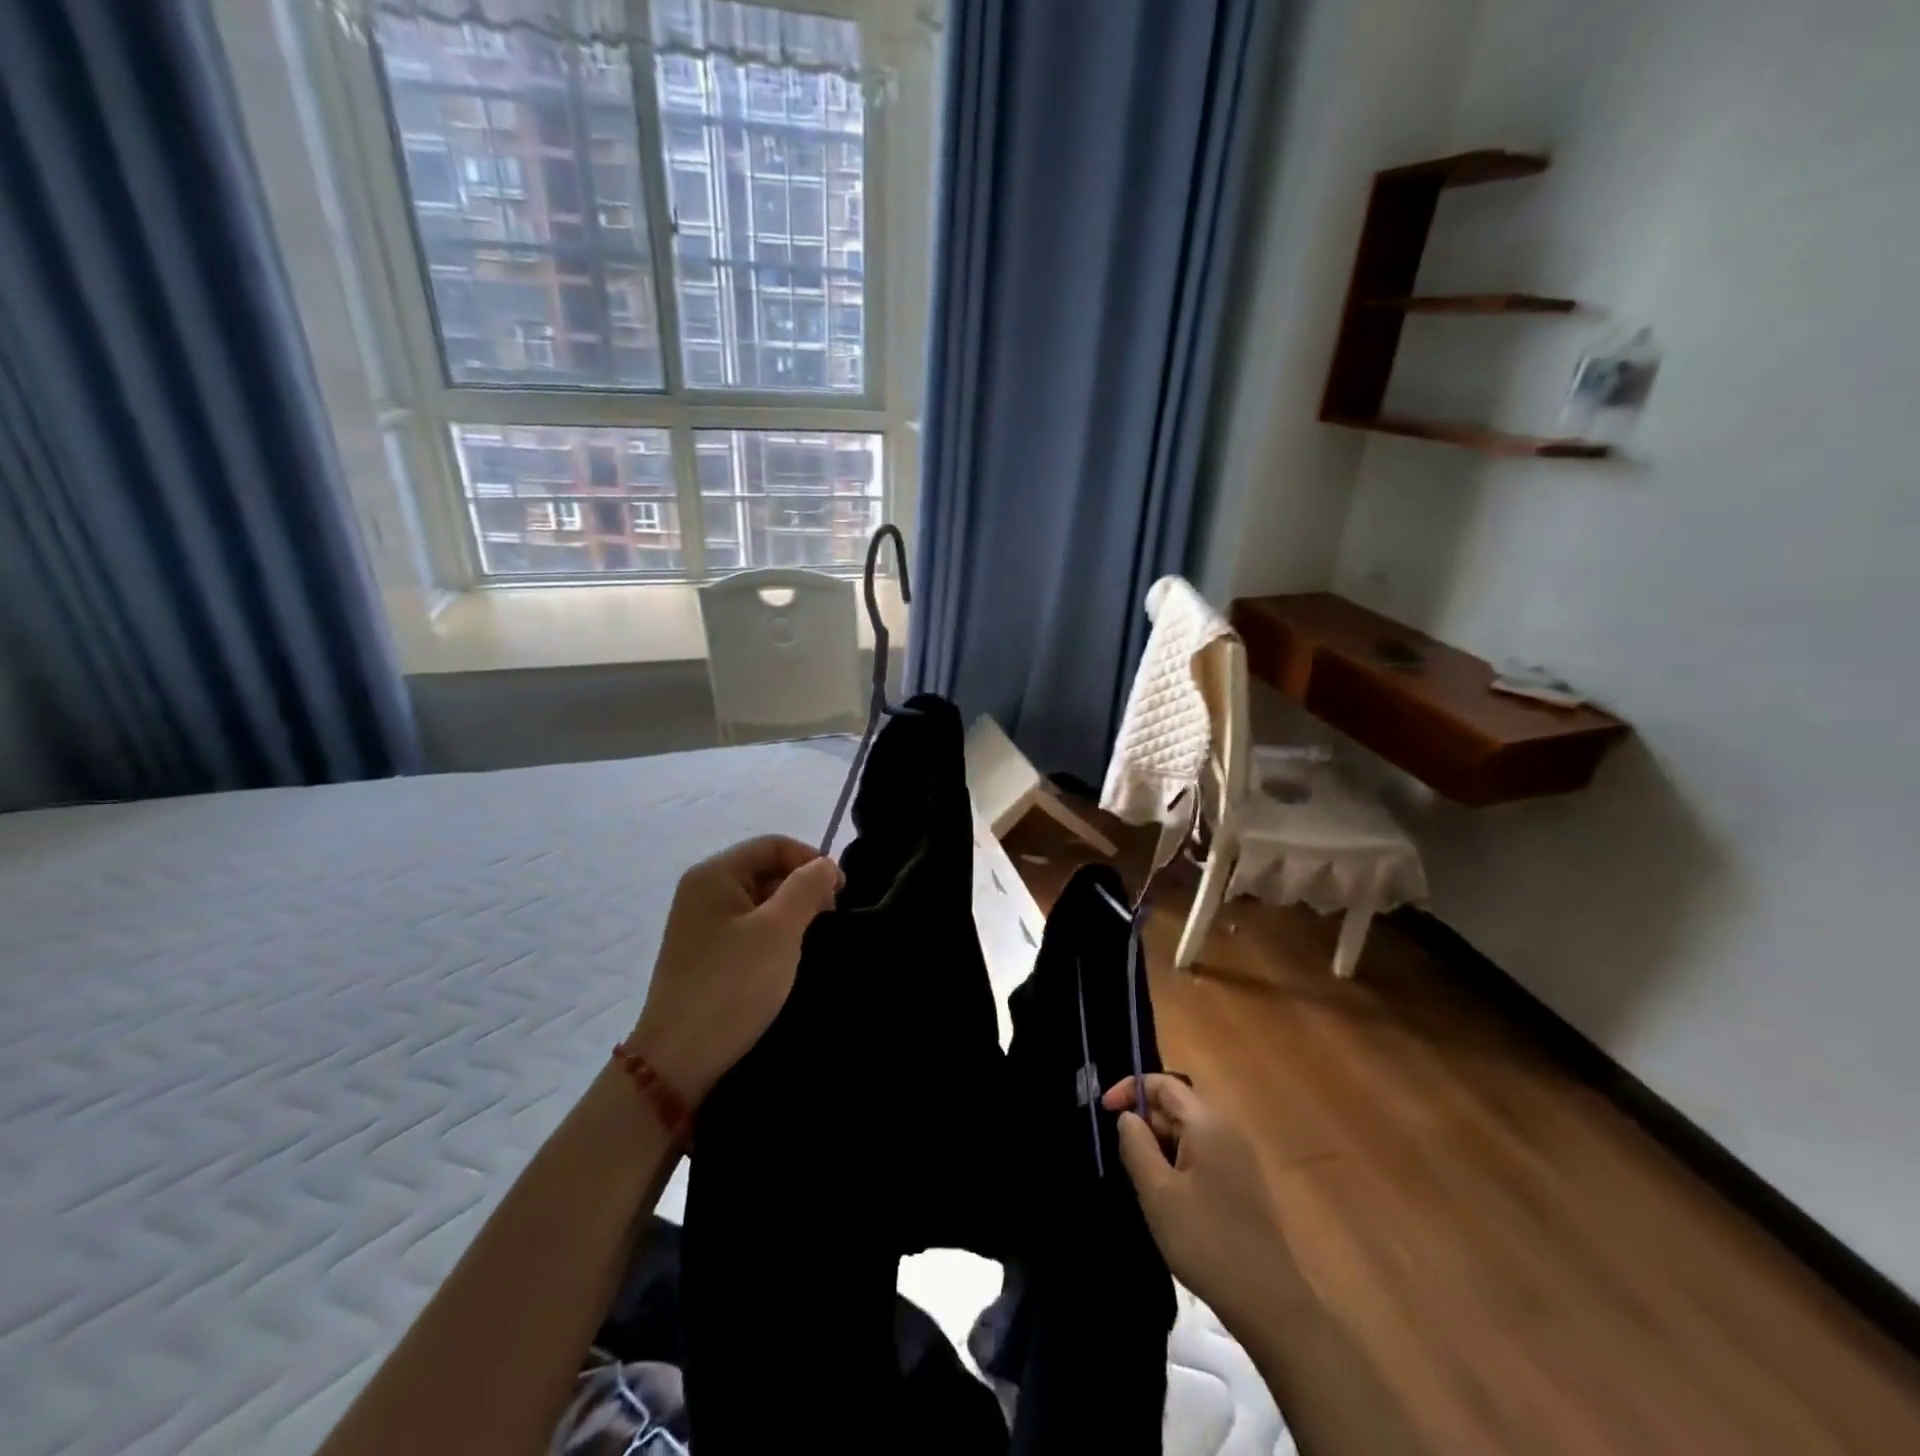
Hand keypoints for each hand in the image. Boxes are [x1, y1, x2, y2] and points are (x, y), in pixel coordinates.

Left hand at [627, 835, 841, 1105]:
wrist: (679, 1060)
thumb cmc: (732, 985)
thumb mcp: (779, 930)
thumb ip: (807, 887)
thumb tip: (824, 865)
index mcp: (714, 874)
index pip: (774, 844)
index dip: (811, 860)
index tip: (840, 892)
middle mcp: (702, 891)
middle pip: (765, 868)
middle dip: (802, 887)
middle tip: (829, 919)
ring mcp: (701, 924)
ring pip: (759, 900)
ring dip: (790, 913)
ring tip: (811, 941)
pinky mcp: (705, 954)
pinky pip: (748, 928)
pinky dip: (773, 935)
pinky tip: (787, 959)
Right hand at [1103, 1074, 1305, 1330]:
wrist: (1267, 1302)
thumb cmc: (1206, 1240)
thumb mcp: (1157, 1192)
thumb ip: (1136, 1145)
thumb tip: (1128, 1116)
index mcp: (1207, 1123)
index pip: (1164, 1083)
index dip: (1130, 1089)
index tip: (1105, 1112)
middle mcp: (1226, 1130)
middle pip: (1176, 1106)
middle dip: (1144, 1121)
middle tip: (1118, 1152)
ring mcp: (1237, 1157)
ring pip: (1187, 1133)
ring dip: (1158, 1144)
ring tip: (1137, 1176)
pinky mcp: (1240, 1183)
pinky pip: (1200, 1155)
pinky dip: (1176, 1162)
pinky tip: (1165, 1196)